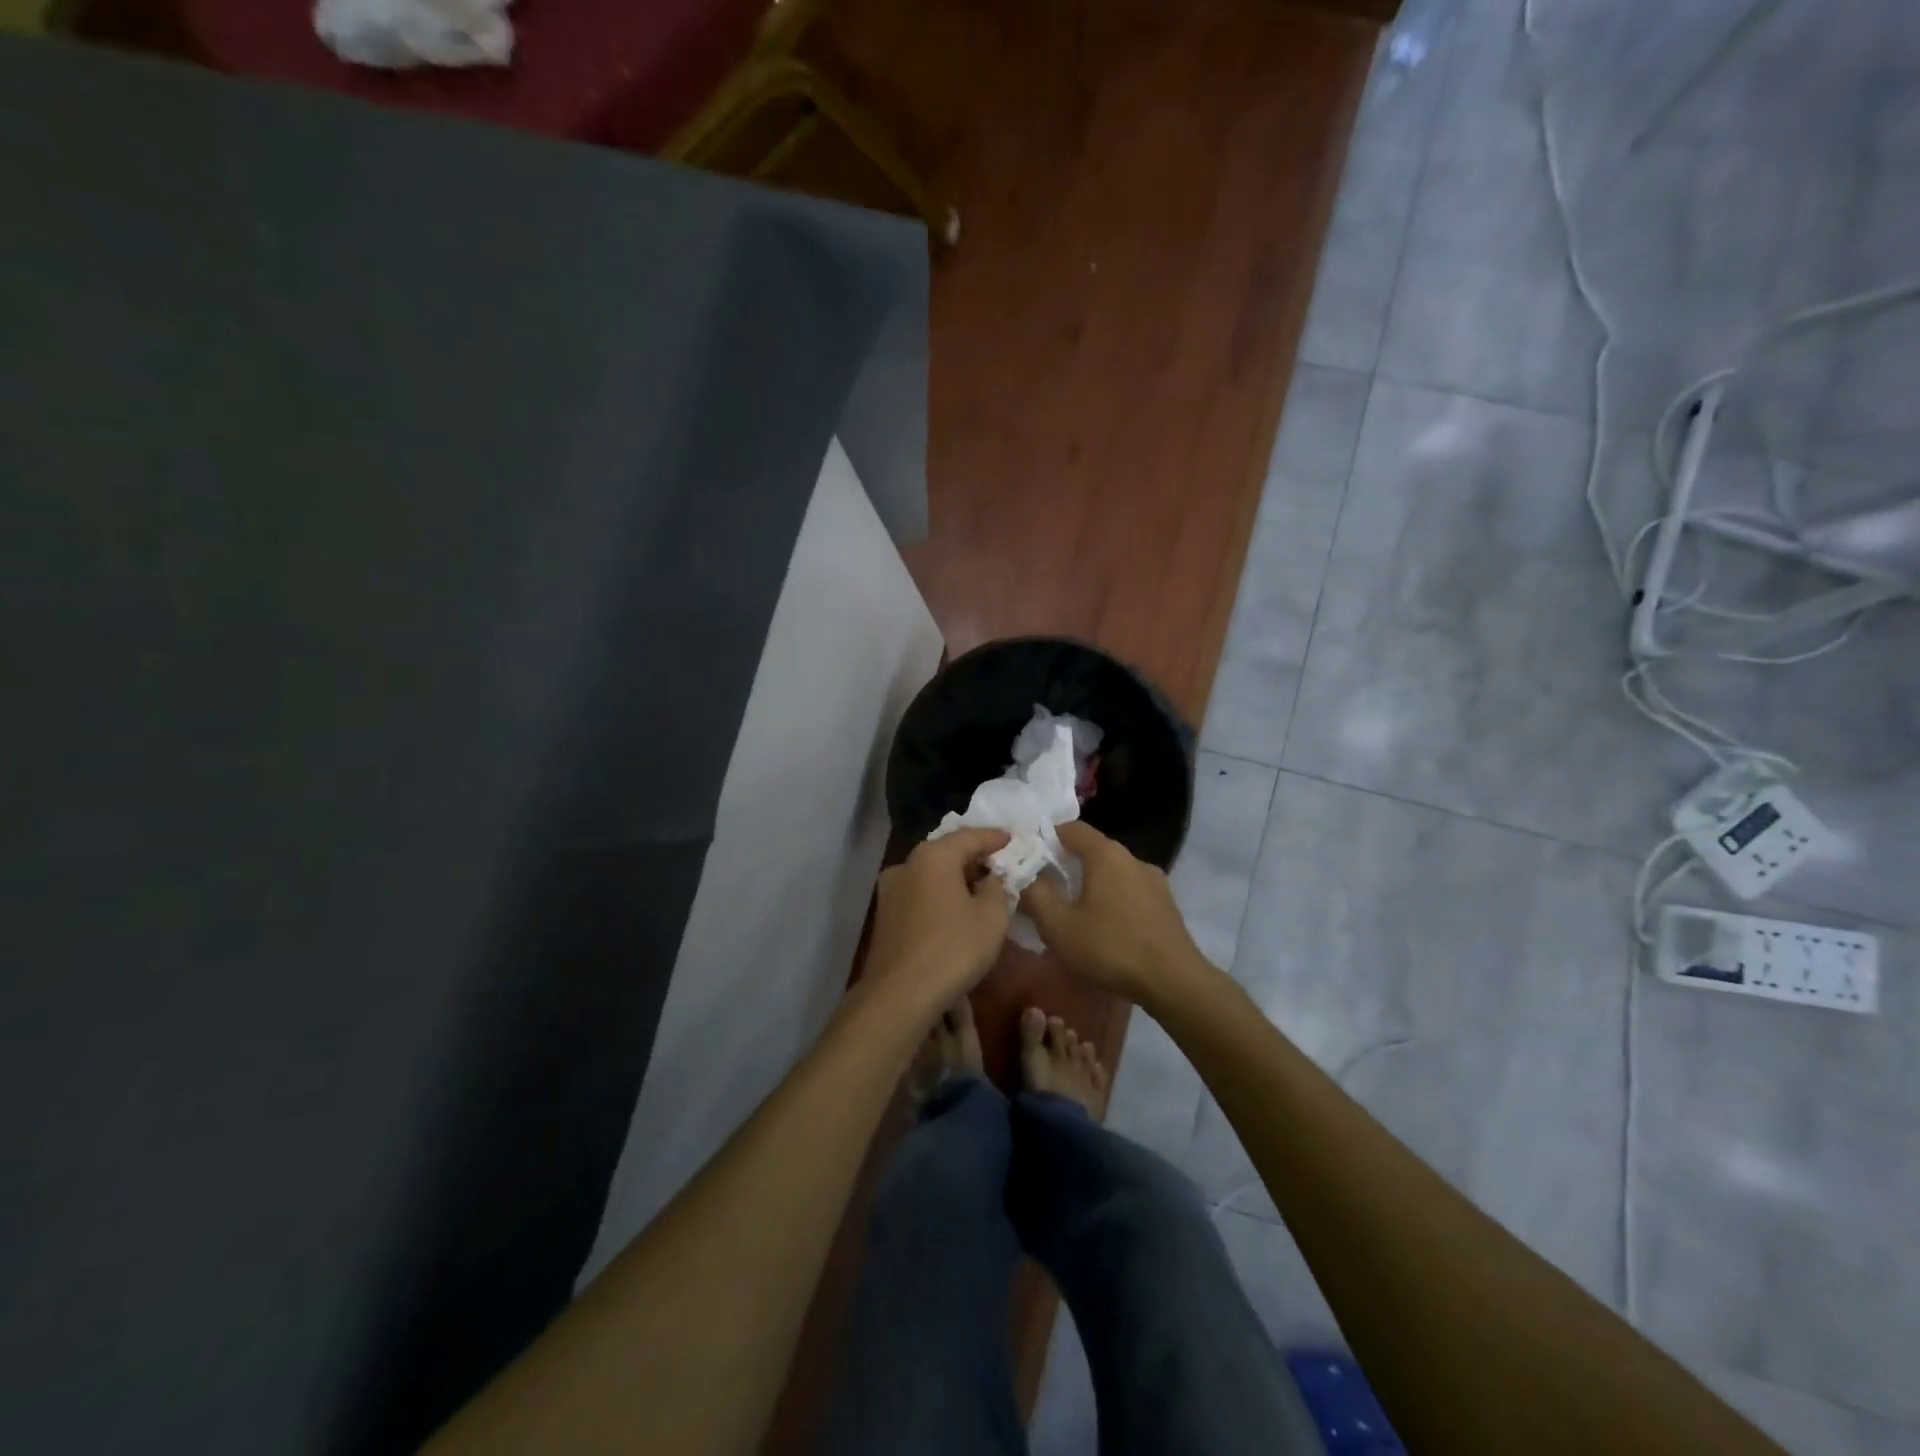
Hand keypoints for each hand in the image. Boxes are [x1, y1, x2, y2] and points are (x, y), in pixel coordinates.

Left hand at [864, 829, 1012, 1011]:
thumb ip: (997, 887)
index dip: (995, 838)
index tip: (1013, 840)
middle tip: (999, 864)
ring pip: (930, 874)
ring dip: (955, 878)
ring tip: (979, 889)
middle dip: (974, 857)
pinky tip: (954, 910)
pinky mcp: (884, 915)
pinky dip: (939, 894)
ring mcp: (890, 890)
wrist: (899, 995)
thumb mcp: (992, 917)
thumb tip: (991, 878)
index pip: (970, 836)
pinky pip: (919, 894)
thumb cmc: (953, 949)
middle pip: (947, 852)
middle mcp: (907, 864)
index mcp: (933, 856)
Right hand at [1021, 821, 1204, 1005]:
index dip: (1046, 837)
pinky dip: (1112, 899)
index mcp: (1105, 854)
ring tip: (1074, 912)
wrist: (1174, 982)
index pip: (1071, 828)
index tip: (1028, 857)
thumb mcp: (1058, 926)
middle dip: (1066, 864)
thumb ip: (1035, 895)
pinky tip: (1105, 928)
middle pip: (1092, 850)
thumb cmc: (1110, 948)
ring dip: (1091, 884)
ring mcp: (1154, 881)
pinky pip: (1130, 891)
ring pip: (1112, 872)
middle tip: (1044, 888)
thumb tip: (1023, 875)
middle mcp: (1132, 858)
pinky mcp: (1166, 905)